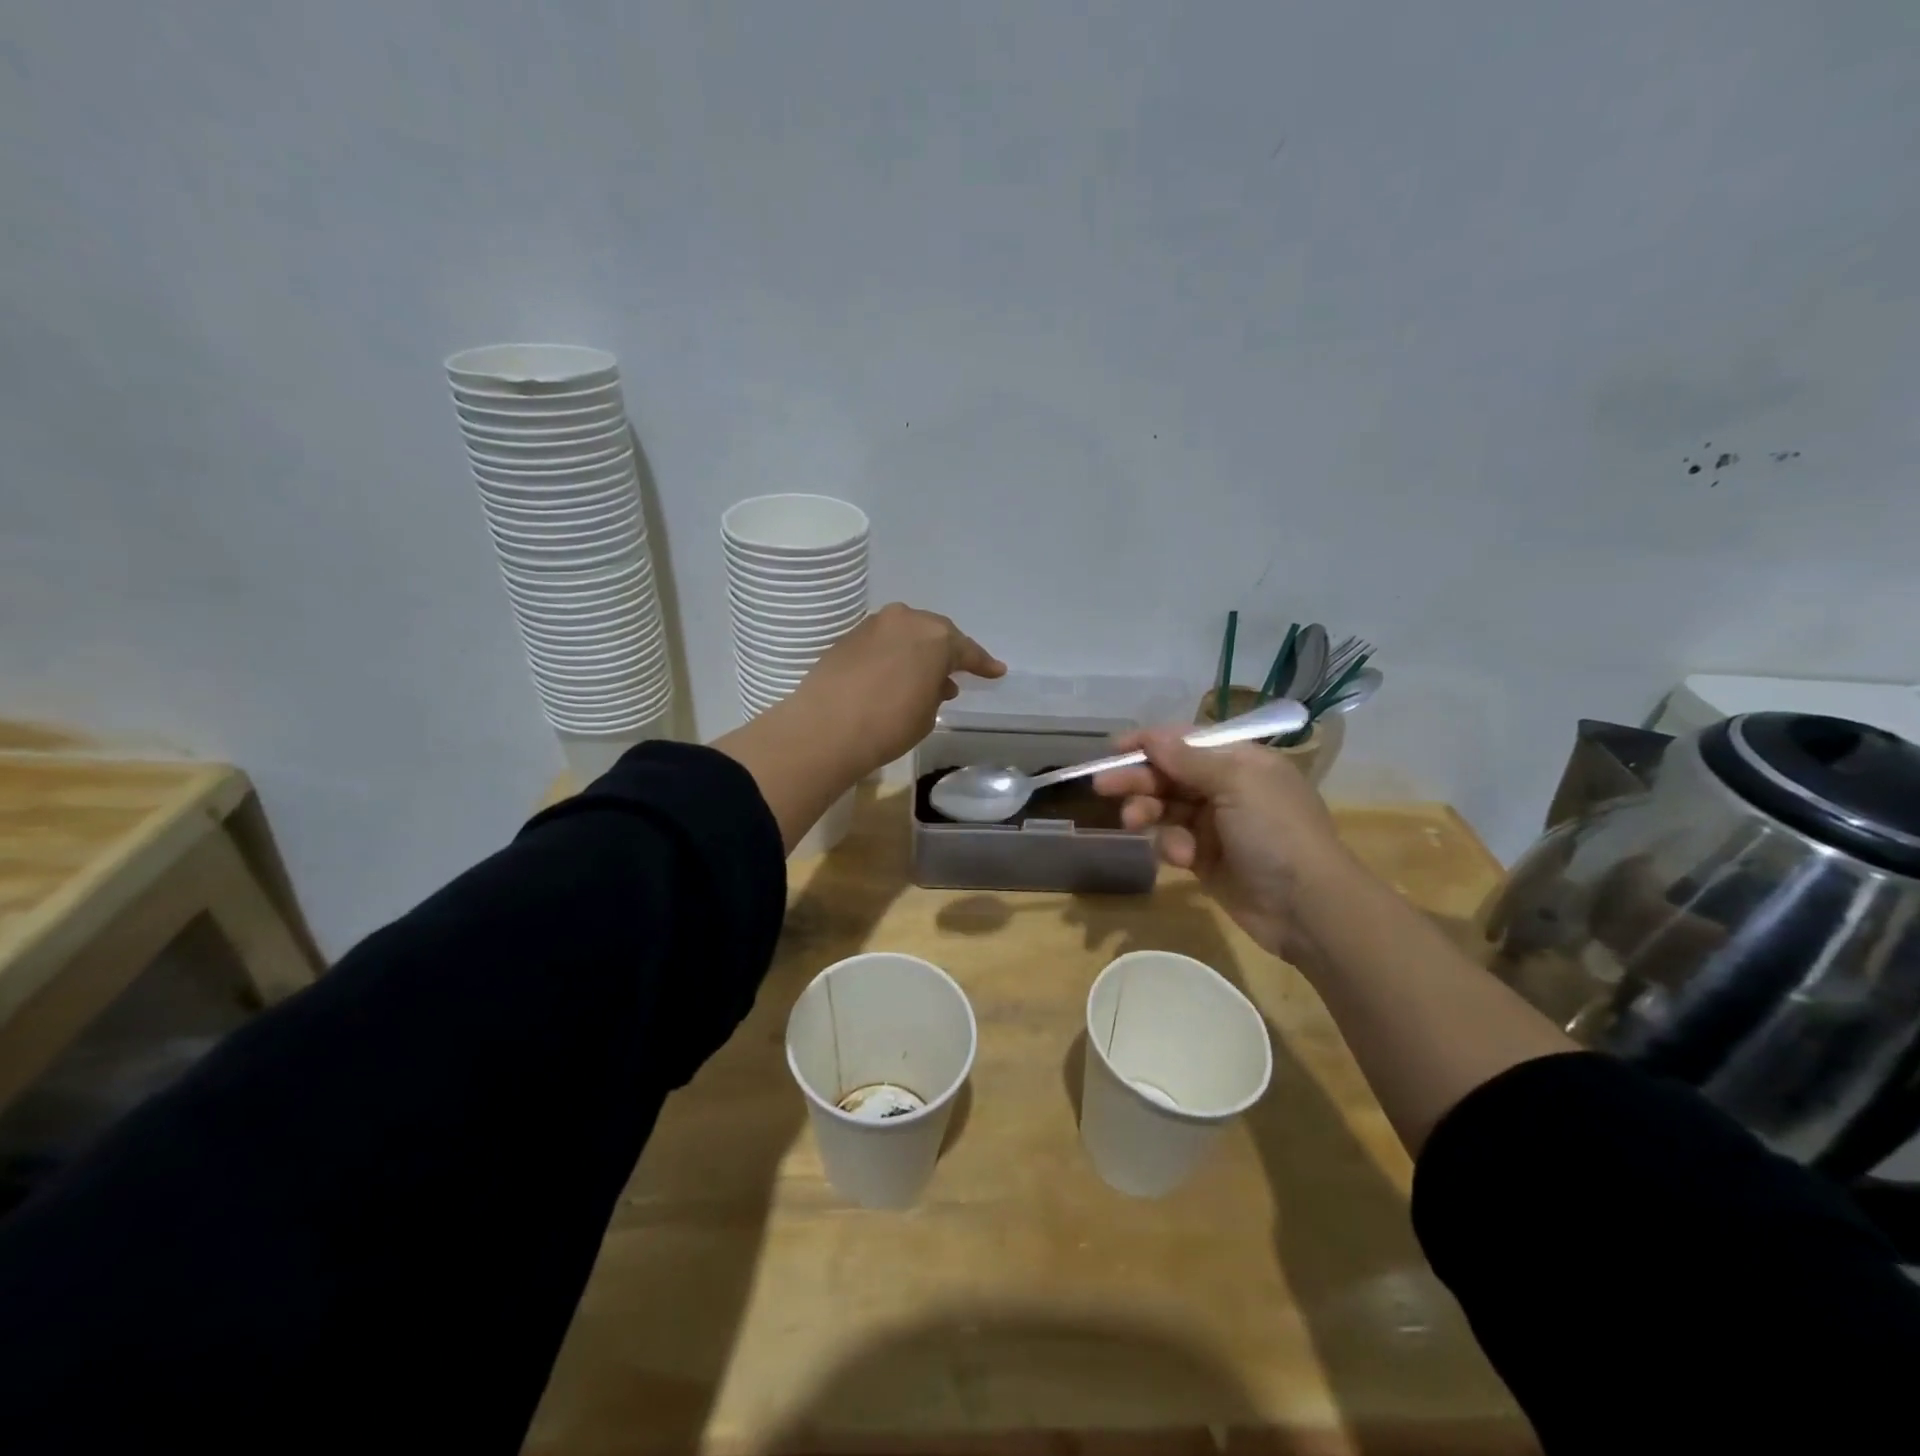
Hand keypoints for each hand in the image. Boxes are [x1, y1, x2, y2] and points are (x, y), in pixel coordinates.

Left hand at [790, 604, 1005, 776]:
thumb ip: (935, 692)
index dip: (983, 664)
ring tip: (924, 676)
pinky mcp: (847, 638)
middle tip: (958, 670)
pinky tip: (893, 675)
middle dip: (947, 652)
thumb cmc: (889, 725)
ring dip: (917, 652)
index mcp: (935, 637)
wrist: (825, 729)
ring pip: (905, 634)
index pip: (967, 650)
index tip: (996, 672)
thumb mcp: (927, 714)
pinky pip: (881, 643)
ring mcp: (872, 626)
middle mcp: (905, 621)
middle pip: (934, 634)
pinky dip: (892, 655)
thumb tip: (933, 682)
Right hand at [1092, 729, 1348, 957]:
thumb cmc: (1275, 832)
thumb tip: (1151, 735)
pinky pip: (1173, 841)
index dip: (1150, 743)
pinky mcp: (1206, 858)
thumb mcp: (1236, 784)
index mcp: (1241, 761)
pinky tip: (1180, 858)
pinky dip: (1170, 846)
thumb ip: (1188, 759)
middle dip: (1138, 779)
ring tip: (1133, 823)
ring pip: (1166, 808)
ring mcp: (1216, 824)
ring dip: (1148, 812)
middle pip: (1170, 774)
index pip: (1187, 742)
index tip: (1114, 748)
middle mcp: (1227, 787)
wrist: (1307, 907)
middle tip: (1102, 787)